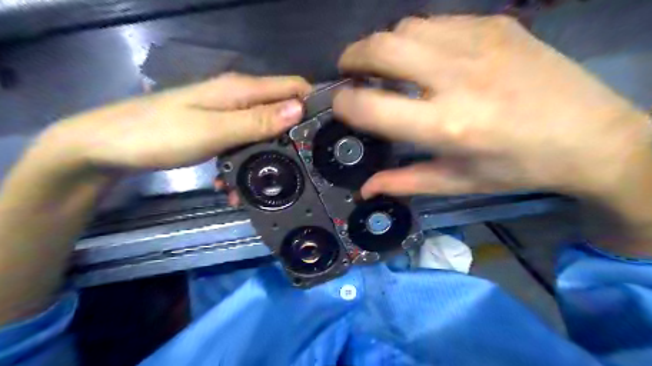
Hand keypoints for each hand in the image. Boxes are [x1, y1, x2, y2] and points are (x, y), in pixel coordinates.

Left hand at [39, 73, 311, 175]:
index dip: (314, 102)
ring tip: (269, 182)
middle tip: (304, 165)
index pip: (293, 86)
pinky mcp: (217, 129)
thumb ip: (257, 121)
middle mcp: (238, 97)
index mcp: (241, 90)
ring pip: (264, 129)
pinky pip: (244, 140)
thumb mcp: (214, 131)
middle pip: (281, 109)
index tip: (327, 130)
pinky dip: (248, 158)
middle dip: (295, 134)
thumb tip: (299, 109)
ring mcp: (227, 114)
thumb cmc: (159, 135)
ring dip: (270, 152)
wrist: (108, 147)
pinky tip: (238, 181)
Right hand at [333, 15, 651, 203]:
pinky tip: (427, 55)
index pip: (370, 105)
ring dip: (385, 46)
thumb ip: (405, 181)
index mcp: (445, 126)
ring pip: (406, 28)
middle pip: (381, 49)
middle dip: (352, 58)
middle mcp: (457, 78)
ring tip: (388, 65)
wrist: (591, 137)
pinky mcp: (496, 25)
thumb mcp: (457, 182)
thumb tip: (366, 187)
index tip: (340, 105)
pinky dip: (418, 37)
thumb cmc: (516, 168)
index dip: (343, 103)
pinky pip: (438, 21)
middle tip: (350, 71)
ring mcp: (479, 44)